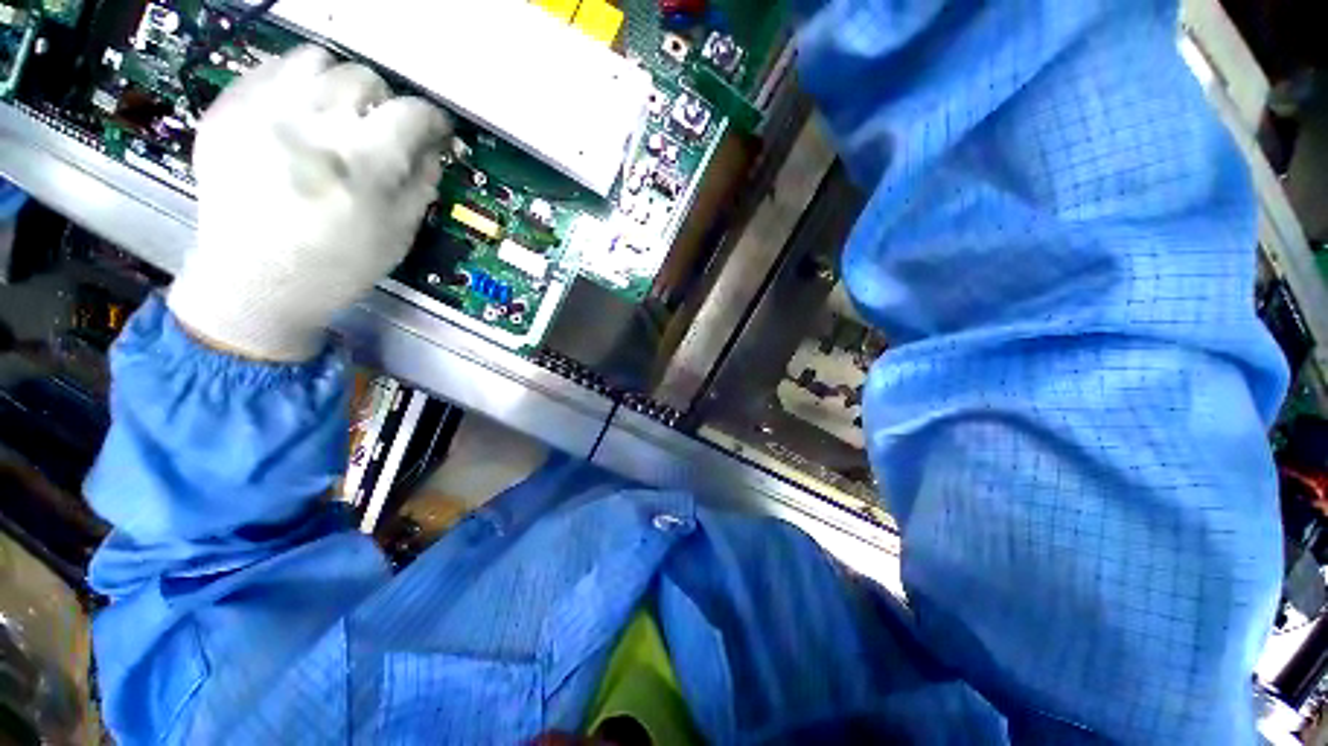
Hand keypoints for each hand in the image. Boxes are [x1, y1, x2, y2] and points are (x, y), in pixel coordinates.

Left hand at [168, 46, 450, 361]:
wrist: (253, 281)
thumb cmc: (338, 265)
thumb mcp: (398, 234)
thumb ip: (421, 186)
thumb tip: (431, 151)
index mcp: (364, 162)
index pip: (411, 114)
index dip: (432, 118)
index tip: (436, 129)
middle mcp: (313, 122)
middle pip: (363, 78)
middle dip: (383, 101)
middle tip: (381, 127)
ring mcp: (263, 110)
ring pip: (315, 60)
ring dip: (337, 84)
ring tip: (336, 112)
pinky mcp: (228, 110)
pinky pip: (270, 70)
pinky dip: (295, 85)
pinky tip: (299, 115)